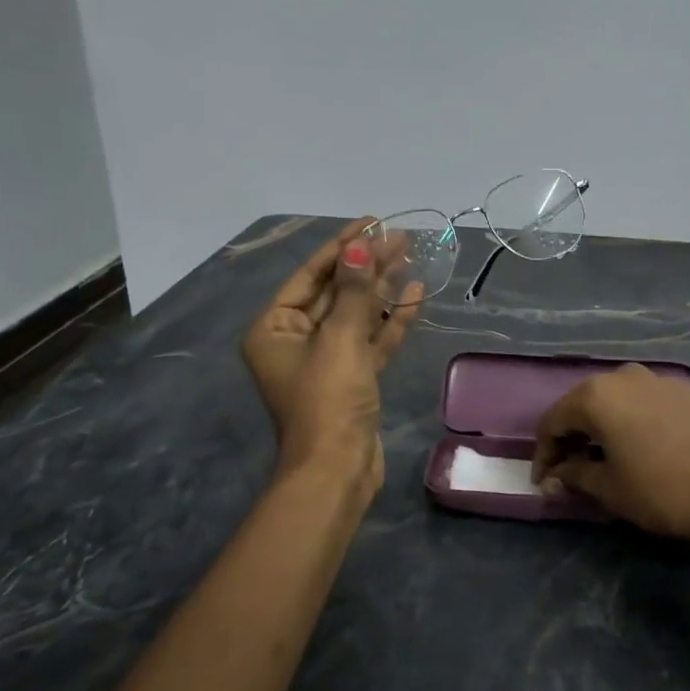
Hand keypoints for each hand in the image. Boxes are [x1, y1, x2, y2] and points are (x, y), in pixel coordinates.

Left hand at [240, 219, 421, 500]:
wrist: (338, 469)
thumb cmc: (328, 399)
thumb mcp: (340, 339)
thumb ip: (354, 291)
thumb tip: (360, 247)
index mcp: (275, 328)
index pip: (311, 275)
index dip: (342, 247)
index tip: (371, 221)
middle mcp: (296, 340)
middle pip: (336, 292)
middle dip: (367, 265)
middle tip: (400, 236)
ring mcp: (326, 361)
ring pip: (357, 315)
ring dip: (382, 287)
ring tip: (410, 255)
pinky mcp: (352, 378)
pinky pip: (371, 340)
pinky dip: (391, 320)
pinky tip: (414, 293)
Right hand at [530, 364, 689, 555]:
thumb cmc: (665, 490)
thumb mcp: (611, 490)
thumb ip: (576, 476)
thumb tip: (558, 475)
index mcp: (597, 395)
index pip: (553, 421)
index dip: (543, 454)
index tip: (543, 482)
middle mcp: (624, 376)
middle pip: (584, 404)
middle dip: (572, 437)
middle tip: (569, 469)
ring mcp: (659, 379)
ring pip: (617, 400)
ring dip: (603, 427)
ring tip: (605, 458)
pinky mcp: (688, 391)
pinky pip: (646, 403)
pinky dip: (633, 421)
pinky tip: (642, 447)